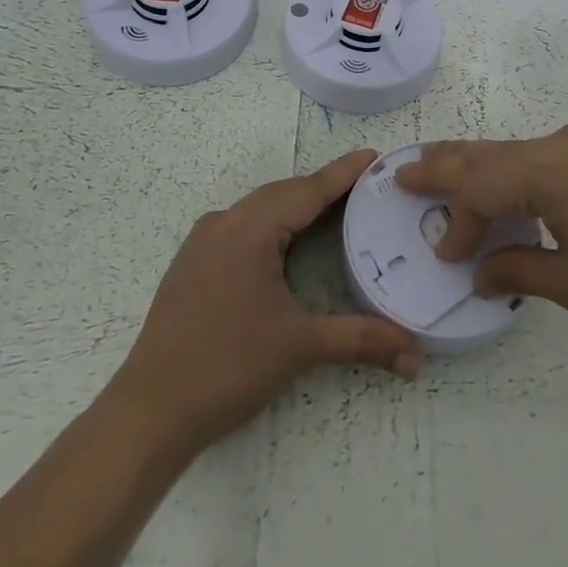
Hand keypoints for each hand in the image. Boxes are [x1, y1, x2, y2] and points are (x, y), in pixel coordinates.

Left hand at [109, 150, 422, 453]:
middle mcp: (224, 223)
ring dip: (295, 204)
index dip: (342, 173)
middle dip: (322, 187)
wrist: (150, 411)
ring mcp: (202, 242)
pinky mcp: (191, 263)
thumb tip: (417, 357)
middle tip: (363, 186)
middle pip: (282, 193)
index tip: (373, 155)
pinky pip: (240, 225)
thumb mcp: (300, 347)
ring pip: (259, 208)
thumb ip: (361, 341)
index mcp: (250, 230)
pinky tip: (284, 241)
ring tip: (332, 208)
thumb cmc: (227, 367)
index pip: (307, 191)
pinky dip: (271, 222)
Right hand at [394, 124, 567, 334]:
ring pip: (512, 150)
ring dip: (476, 163)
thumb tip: (480, 272)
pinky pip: (539, 155)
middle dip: (444, 164)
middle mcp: (557, 146)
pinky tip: (506, 185)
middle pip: (486, 152)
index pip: (477, 189)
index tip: (446, 255)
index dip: (454, 220)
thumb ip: (519, 272)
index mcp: (545, 172)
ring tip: (442, 167)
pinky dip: (509, 168)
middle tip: (404, 170)